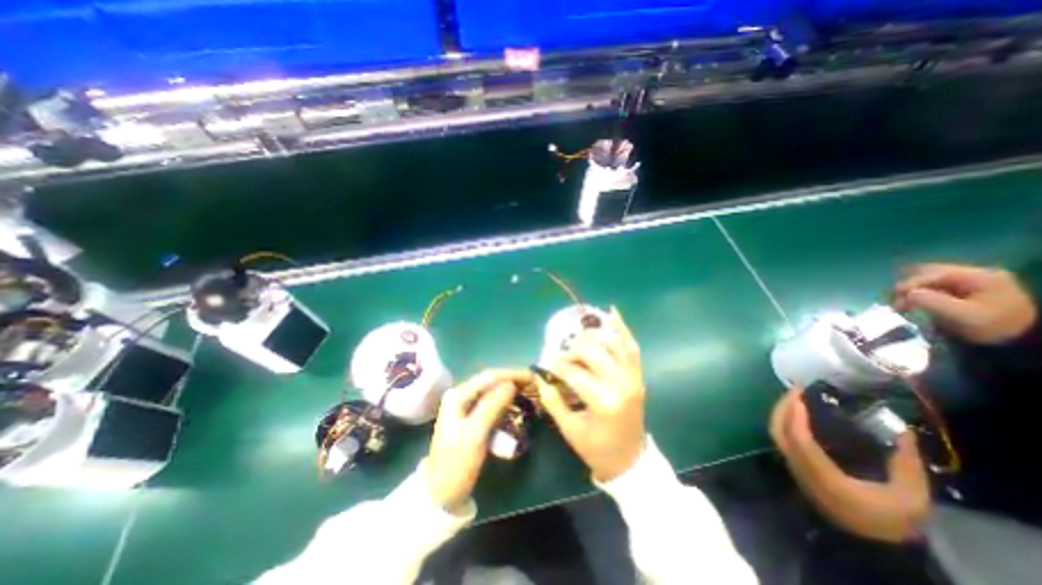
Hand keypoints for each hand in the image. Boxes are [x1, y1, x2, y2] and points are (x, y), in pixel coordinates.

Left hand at [423, 371, 529, 512]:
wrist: (441, 494)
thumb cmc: (457, 463)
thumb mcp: (476, 434)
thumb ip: (492, 406)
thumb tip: (511, 384)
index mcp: (458, 395)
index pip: (489, 376)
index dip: (511, 374)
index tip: (532, 377)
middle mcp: (461, 395)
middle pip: (491, 382)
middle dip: (512, 381)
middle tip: (533, 385)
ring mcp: (465, 407)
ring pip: (493, 393)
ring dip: (511, 392)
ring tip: (529, 393)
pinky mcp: (472, 419)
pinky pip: (492, 405)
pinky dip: (506, 404)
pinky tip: (517, 407)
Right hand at [537, 309, 644, 482]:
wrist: (630, 460)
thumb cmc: (596, 449)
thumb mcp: (569, 429)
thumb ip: (552, 400)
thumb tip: (540, 376)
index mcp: (605, 402)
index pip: (575, 373)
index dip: (557, 365)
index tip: (547, 364)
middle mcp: (622, 384)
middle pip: (594, 351)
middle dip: (573, 350)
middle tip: (563, 356)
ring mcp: (633, 378)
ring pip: (614, 342)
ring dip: (594, 335)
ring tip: (579, 338)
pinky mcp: (638, 376)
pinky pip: (632, 346)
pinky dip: (623, 328)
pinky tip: (612, 312)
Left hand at [763, 387, 926, 543]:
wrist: (873, 545)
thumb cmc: (892, 521)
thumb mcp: (911, 498)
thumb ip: (906, 463)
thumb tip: (905, 431)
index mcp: (824, 477)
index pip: (799, 441)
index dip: (795, 417)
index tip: (799, 397)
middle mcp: (801, 470)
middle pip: (779, 433)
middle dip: (782, 408)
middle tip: (795, 390)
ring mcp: (795, 469)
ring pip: (777, 435)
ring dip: (782, 413)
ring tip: (796, 397)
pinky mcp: (796, 469)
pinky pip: (783, 440)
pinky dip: (785, 423)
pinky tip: (798, 414)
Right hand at [891, 262, 1036, 343]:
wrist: (1019, 341)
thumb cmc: (992, 327)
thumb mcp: (962, 315)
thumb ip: (931, 301)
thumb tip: (906, 294)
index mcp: (979, 276)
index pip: (933, 273)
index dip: (909, 284)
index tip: (892, 298)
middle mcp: (976, 273)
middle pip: (930, 273)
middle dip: (909, 285)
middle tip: (895, 299)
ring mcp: (973, 281)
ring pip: (930, 279)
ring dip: (914, 289)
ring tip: (902, 302)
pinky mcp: (967, 290)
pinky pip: (936, 286)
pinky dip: (922, 293)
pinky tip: (915, 302)